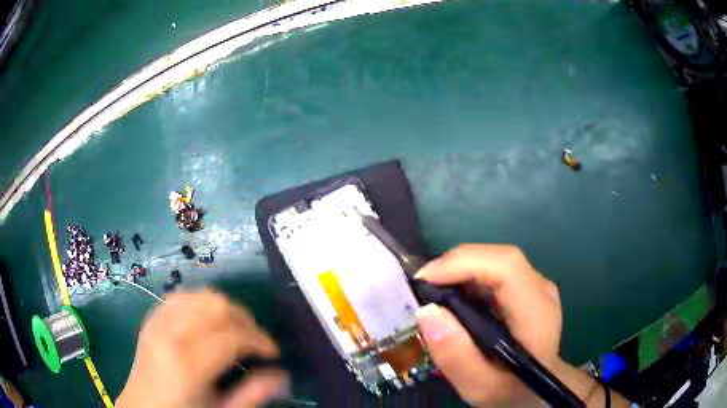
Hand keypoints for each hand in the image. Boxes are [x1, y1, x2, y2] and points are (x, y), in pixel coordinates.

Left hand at [116, 290, 285, 407]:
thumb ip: (252, 395)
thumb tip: (281, 375)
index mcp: (187, 363)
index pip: (232, 336)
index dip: (260, 340)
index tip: (273, 352)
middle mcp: (170, 334)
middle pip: (216, 306)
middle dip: (245, 319)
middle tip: (256, 341)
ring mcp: (157, 322)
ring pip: (199, 295)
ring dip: (224, 308)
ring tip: (235, 329)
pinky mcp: (151, 318)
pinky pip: (180, 297)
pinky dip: (200, 303)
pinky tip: (207, 320)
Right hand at [414, 244, 561, 405]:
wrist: (537, 387)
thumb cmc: (510, 389)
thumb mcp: (479, 387)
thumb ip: (455, 356)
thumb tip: (426, 312)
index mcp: (537, 313)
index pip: (506, 267)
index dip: (464, 263)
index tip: (425, 280)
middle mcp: (541, 289)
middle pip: (498, 258)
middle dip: (456, 265)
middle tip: (424, 287)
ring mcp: (537, 284)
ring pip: (495, 260)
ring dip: (460, 270)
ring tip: (435, 293)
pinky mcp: (528, 286)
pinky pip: (495, 270)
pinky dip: (469, 276)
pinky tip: (456, 298)